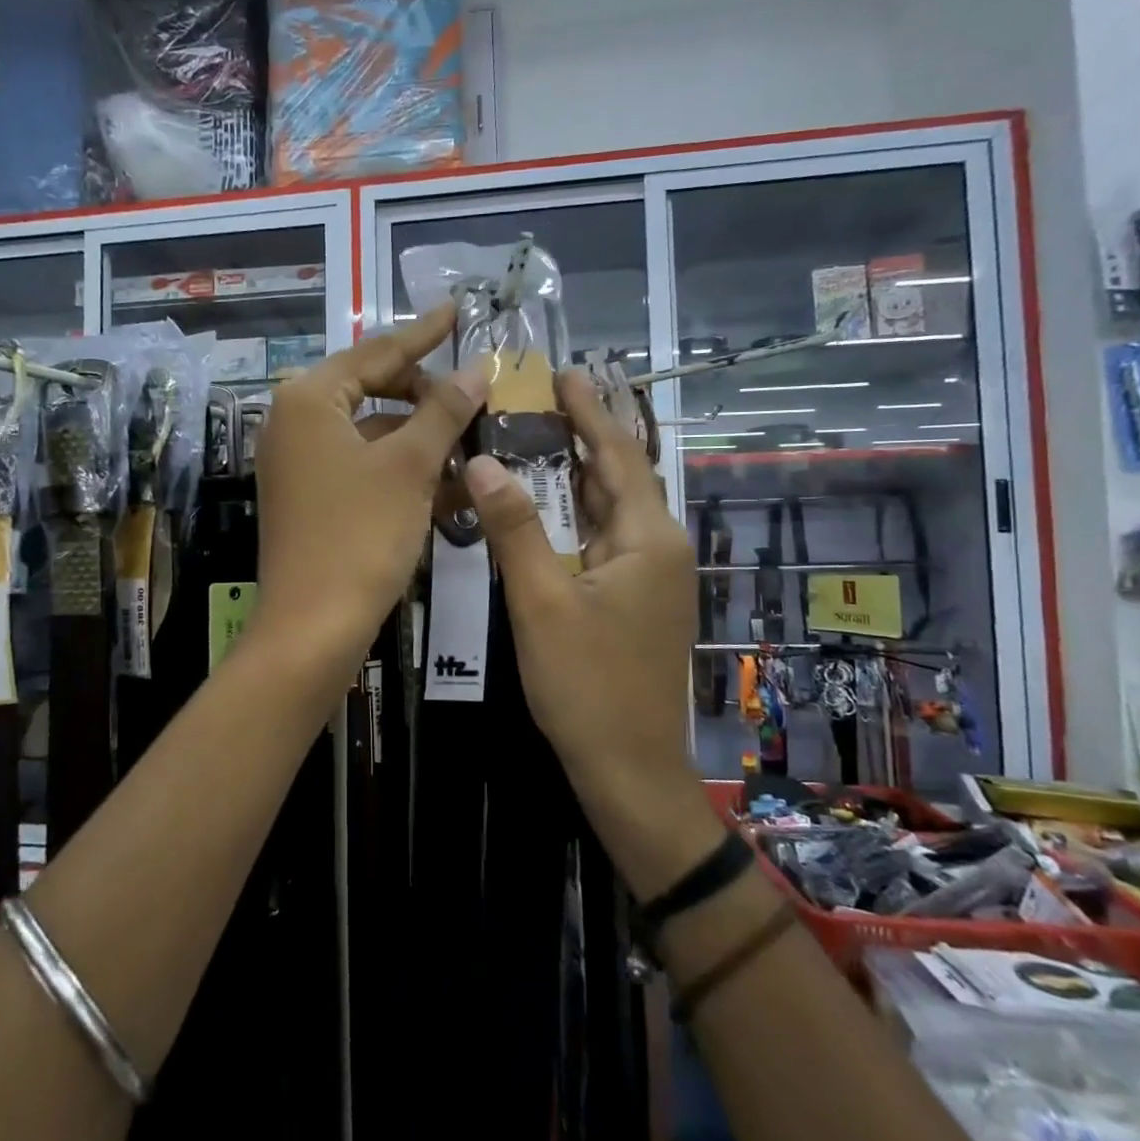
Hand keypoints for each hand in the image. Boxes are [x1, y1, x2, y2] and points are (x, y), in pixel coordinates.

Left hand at [254, 304, 484, 658]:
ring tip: (474, 439)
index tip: (458, 311)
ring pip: (371, 433)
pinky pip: (363, 468)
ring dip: (421, 436)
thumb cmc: (360, 535)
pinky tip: (451, 482)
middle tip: (474, 394)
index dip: (423, 333)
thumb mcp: (410, 466)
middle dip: (426, 393)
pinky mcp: (310, 499)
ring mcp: (299, 464)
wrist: (313, 628)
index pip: (376, 351)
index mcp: (308, 399)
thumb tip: (476, 368)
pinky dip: (402, 470)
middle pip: (370, 389)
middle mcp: (295, 423)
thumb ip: (444, 410)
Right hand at [464, 370, 697, 797]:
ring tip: (532, 441)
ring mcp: (648, 577)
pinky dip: (571, 518)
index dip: (590, 410)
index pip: (619, 453)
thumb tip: (482, 460)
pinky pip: (601, 542)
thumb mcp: (541, 602)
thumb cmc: (587, 684)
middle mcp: (657, 547)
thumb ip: (514, 528)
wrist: (628, 768)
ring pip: (607, 511)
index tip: (563, 372)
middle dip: (579, 437)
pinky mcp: (633, 601)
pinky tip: (540, 511)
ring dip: (573, 478)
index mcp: (647, 537)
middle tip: (533, 402)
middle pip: (616, 477)